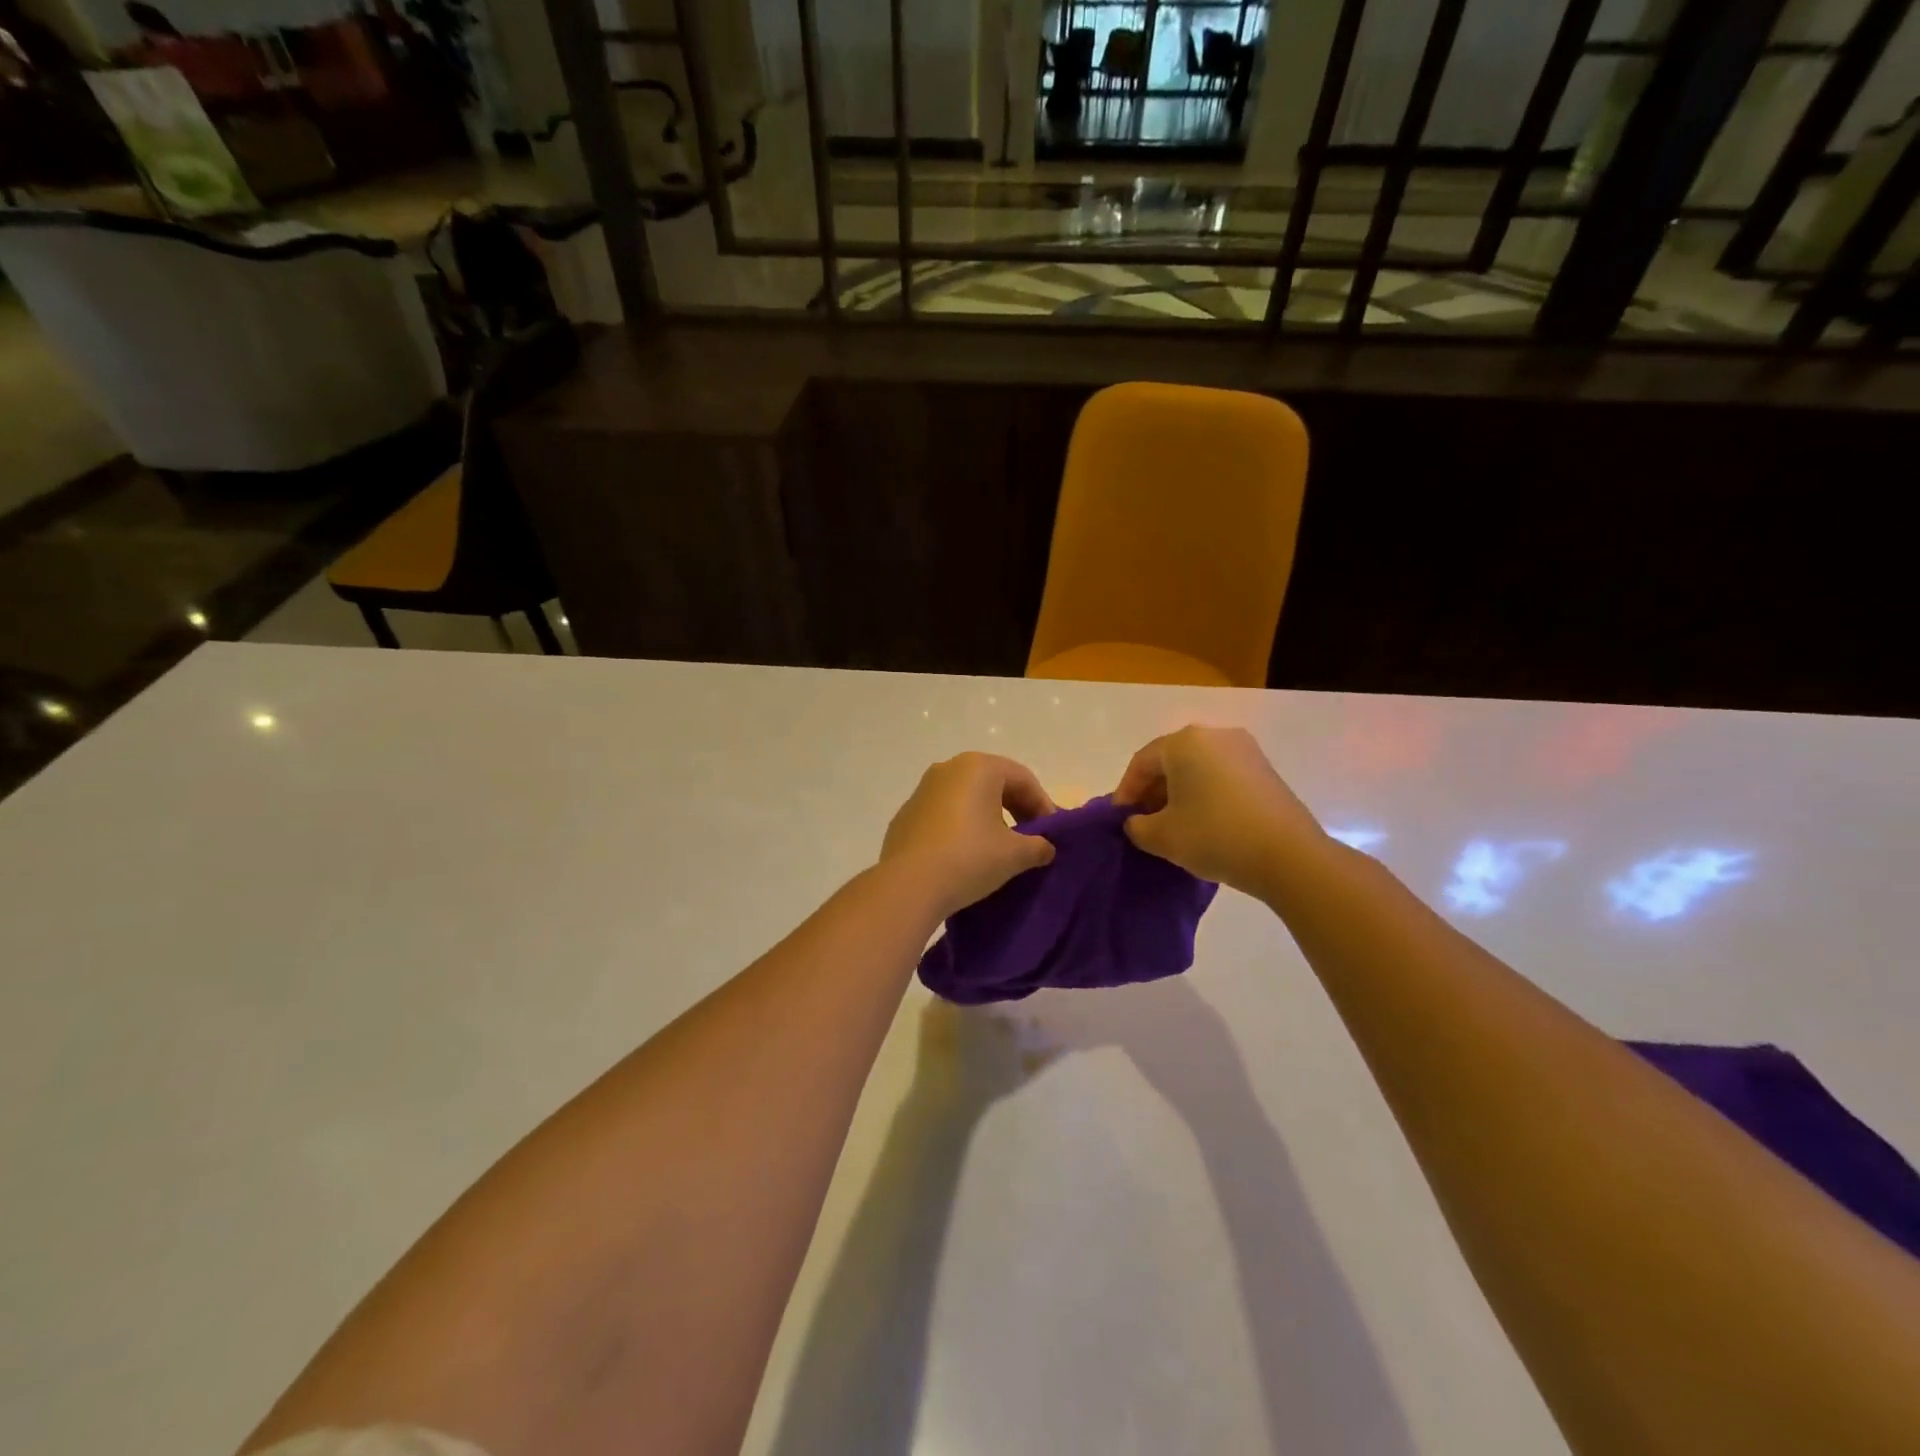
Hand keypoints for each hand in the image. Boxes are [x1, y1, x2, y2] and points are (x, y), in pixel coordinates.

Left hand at [881, 753, 1057, 918]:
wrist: (909, 885)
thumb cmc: (970, 858)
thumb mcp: (1015, 854)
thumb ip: (1038, 846)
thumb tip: (1045, 848)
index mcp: (978, 767)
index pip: (1023, 779)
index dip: (1043, 805)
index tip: (1052, 834)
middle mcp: (948, 769)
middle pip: (993, 783)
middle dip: (1016, 809)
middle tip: (1030, 838)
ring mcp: (922, 791)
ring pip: (966, 798)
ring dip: (987, 817)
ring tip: (999, 848)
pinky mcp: (905, 816)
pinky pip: (943, 815)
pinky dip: (960, 828)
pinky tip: (965, 855)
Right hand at [1113, 725, 1324, 898]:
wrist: (1289, 856)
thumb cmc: (1215, 836)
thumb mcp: (1161, 837)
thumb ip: (1137, 826)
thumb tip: (1137, 822)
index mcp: (1185, 742)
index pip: (1141, 762)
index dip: (1126, 791)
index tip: (1120, 819)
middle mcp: (1215, 735)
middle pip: (1171, 761)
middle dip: (1152, 791)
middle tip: (1143, 822)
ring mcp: (1245, 750)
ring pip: (1197, 768)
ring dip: (1179, 793)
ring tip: (1172, 825)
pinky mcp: (1265, 770)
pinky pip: (1221, 776)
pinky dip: (1205, 794)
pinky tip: (1202, 823)